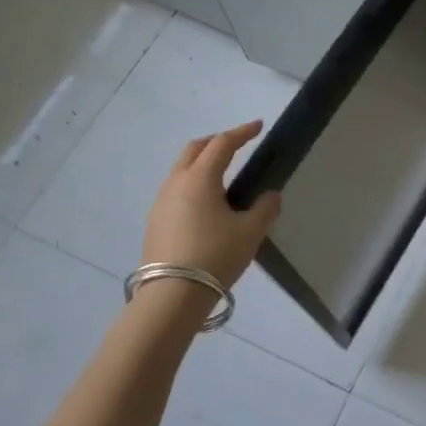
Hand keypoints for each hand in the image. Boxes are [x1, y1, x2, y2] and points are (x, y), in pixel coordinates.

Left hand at [141, 121, 281, 285]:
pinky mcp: (155, 222)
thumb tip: (270, 195)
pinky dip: (193, 183)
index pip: (222, 144)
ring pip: (182, 170)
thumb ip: (264, 208)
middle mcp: (176, 184)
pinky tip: (207, 203)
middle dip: (217, 142)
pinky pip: (176, 190)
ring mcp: (160, 203)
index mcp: (200, 179)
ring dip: (203, 163)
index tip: (259, 126)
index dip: (242, 132)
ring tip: (224, 174)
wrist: (171, 298)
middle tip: (238, 144)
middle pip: (194, 150)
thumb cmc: (215, 256)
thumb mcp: (250, 232)